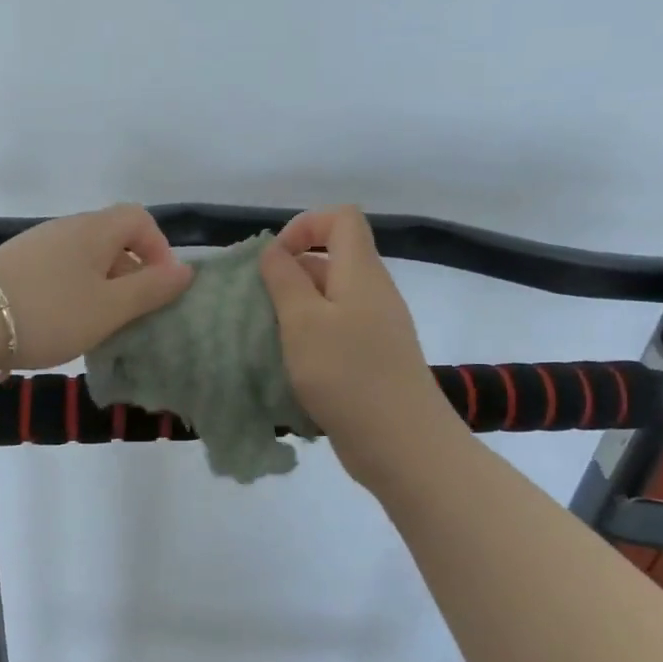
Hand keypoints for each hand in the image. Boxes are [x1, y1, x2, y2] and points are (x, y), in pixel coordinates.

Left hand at [0, 204, 193, 372]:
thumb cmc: (47, 311)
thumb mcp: (108, 308)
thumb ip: (150, 289)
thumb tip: (186, 269)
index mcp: (95, 230)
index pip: (139, 219)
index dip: (159, 248)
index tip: (160, 288)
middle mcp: (66, 229)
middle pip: (112, 239)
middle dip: (131, 274)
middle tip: (133, 316)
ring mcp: (35, 246)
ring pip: (84, 260)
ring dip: (101, 288)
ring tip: (99, 327)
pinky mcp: (13, 267)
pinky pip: (58, 273)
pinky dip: (72, 294)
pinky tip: (62, 325)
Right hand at [258, 206, 455, 483]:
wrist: (402, 443)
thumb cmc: (347, 374)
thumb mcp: (302, 321)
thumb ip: (284, 279)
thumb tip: (275, 251)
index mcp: (361, 272)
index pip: (341, 218)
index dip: (304, 226)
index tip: (274, 260)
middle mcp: (373, 292)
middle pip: (331, 259)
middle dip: (290, 274)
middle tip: (260, 306)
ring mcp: (377, 328)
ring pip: (330, 299)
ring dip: (295, 311)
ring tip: (269, 338)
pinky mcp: (373, 359)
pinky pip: (337, 332)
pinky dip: (310, 339)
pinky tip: (291, 367)